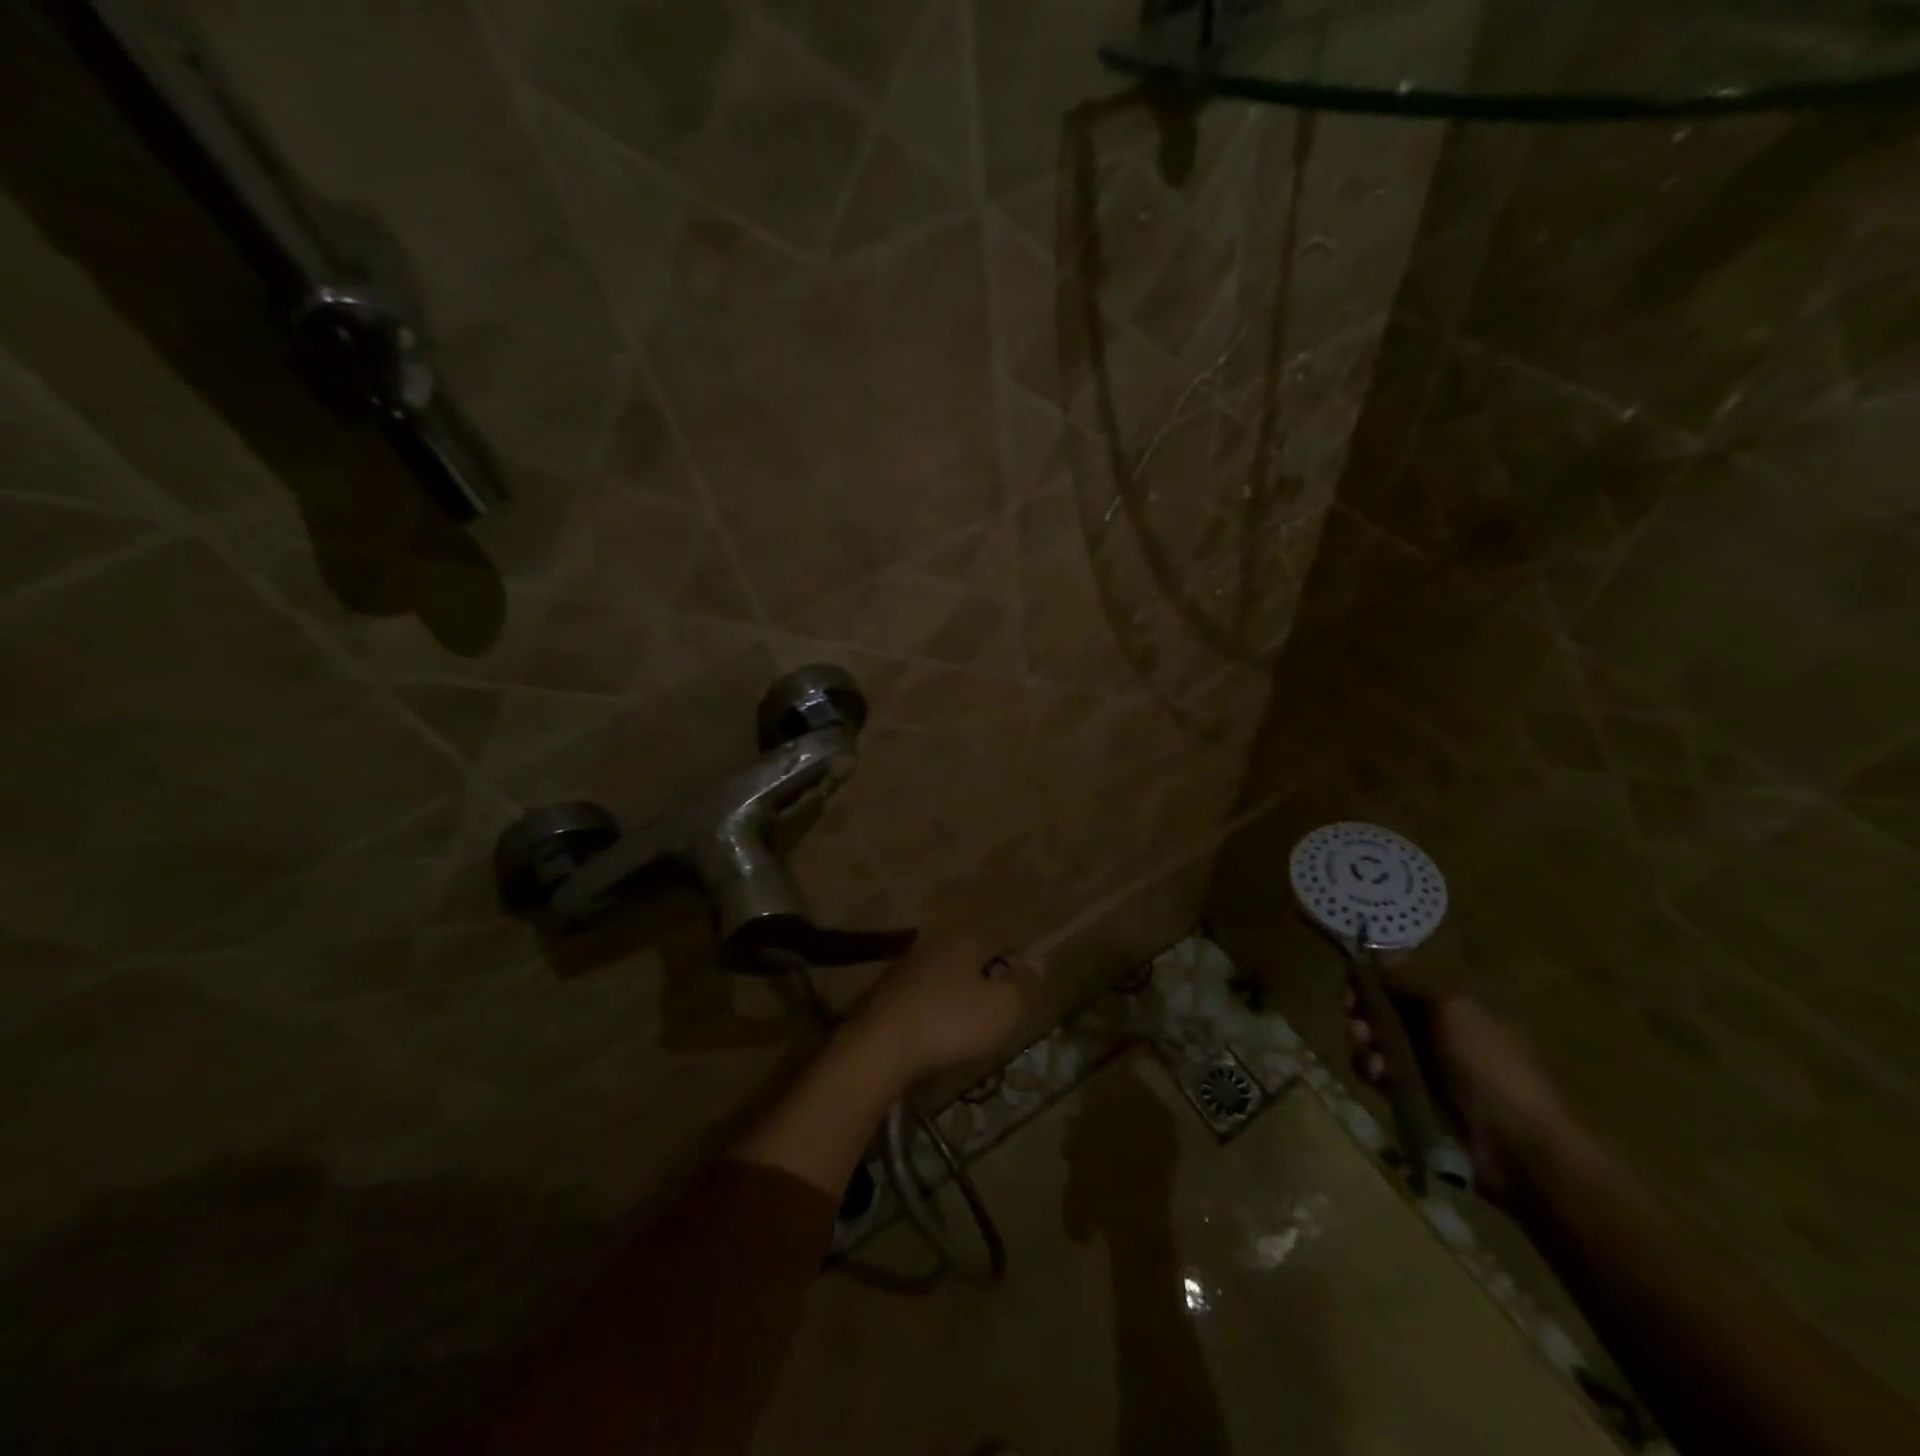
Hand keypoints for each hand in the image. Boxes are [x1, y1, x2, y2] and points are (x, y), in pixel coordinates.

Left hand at [843, 934, 1031, 1086]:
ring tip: (963, 1029)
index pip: (996, 943)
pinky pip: (918, 1000)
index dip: (1011, 967)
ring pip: (940, 978)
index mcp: (963, 940)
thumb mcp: (1002, 1008)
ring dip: (952, 999)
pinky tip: (932, 1036)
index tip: (1017, 993)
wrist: (879, 1046)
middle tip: (992, 1013)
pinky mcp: (883, 995)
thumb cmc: (950, 1022)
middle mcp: (932, 944)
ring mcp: (903, 968)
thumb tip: (1037, 962)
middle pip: (966, 959)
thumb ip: (1022, 985)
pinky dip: (928, 1014)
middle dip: (979, 982)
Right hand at [1345, 971, 1571, 1207]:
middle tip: (1354, 1019)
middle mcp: (1440, 1032)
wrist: (1518, 1145)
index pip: (1404, 982)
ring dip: (1365, 1043)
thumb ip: (1408, 981)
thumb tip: (1376, 956)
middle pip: (1385, 1011)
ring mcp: (1428, 1067)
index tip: (1353, 982)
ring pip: (1378, 1043)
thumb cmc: (1488, 1064)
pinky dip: (1374, 1072)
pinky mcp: (1416, 1098)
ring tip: (1370, 1054)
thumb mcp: (1451, 1008)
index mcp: (1455, 1006)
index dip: (1375, 979)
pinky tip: (1378, 1078)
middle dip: (1364, 1012)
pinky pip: (1382, 1075)